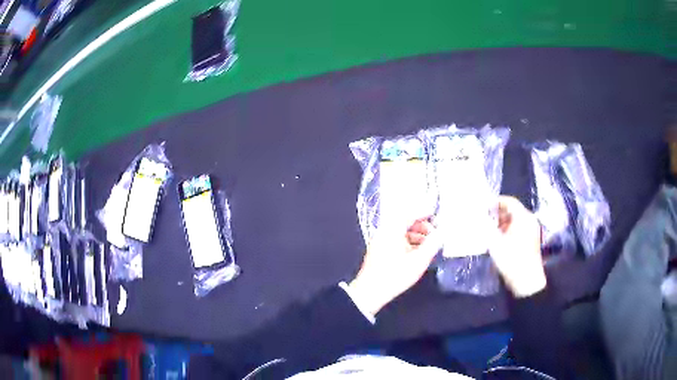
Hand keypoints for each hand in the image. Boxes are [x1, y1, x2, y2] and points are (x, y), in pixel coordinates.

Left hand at [348, 218, 442, 316]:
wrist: (370, 293)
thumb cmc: (395, 275)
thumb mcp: (418, 261)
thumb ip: (432, 244)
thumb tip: (442, 232)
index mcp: (392, 230)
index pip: (410, 214)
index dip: (425, 213)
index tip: (437, 215)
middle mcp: (384, 231)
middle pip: (405, 222)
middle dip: (422, 226)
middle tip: (435, 234)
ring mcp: (380, 241)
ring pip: (401, 232)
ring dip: (416, 235)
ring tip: (429, 245)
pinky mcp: (380, 251)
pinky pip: (396, 240)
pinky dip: (409, 243)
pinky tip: (418, 253)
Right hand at [489, 196, 546, 297]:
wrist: (526, 281)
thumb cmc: (511, 259)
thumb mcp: (494, 242)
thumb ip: (486, 227)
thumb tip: (479, 218)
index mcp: (523, 217)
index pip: (509, 201)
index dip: (496, 202)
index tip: (484, 207)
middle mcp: (530, 220)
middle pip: (513, 210)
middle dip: (498, 213)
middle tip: (485, 219)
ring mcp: (532, 230)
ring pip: (516, 220)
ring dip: (503, 223)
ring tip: (490, 230)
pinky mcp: (532, 240)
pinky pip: (519, 228)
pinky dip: (509, 230)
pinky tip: (499, 239)